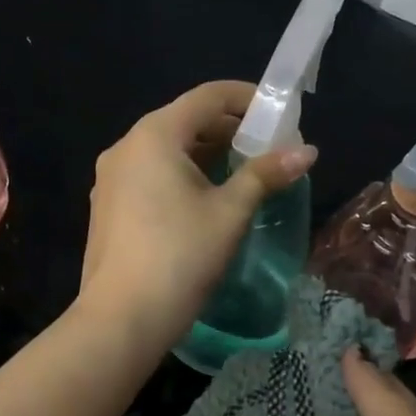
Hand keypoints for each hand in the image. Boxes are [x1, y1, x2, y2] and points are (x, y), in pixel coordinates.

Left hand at [78, 80, 315, 349]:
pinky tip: (204, 201)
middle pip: (184, 122)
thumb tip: (308, 152)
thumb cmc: (180, 257)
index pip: (207, 97)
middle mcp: (125, 147)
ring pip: (166, 152)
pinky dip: (181, 176)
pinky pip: (150, 176)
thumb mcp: (229, 213)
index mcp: (153, 135)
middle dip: (228, 130)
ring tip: (242, 175)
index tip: (279, 113)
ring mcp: (109, 179)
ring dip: (205, 155)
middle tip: (267, 149)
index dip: (247, 98)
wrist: (122, 318)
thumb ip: (265, 175)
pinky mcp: (107, 208)